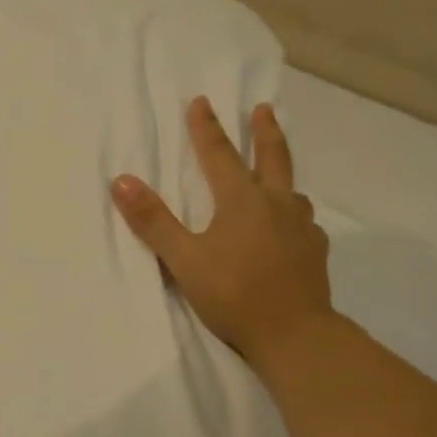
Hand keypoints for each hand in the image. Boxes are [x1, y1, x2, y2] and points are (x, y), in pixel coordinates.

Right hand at [111, 97, 335, 374]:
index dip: (207, 128)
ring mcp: (302, 228)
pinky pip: (304, 223)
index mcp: (242, 201)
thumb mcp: (184, 259)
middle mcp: (276, 205)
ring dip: (282, 175)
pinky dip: (294, 216)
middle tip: (264, 109)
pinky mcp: (315, 253)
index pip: (220, 155)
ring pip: (292, 191)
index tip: (202, 101)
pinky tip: (293, 229)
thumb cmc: (234, 294)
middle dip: (264, 131)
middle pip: (272, 158)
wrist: (294, 334)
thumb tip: (121, 180)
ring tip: (277, 177)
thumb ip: (153, 221)